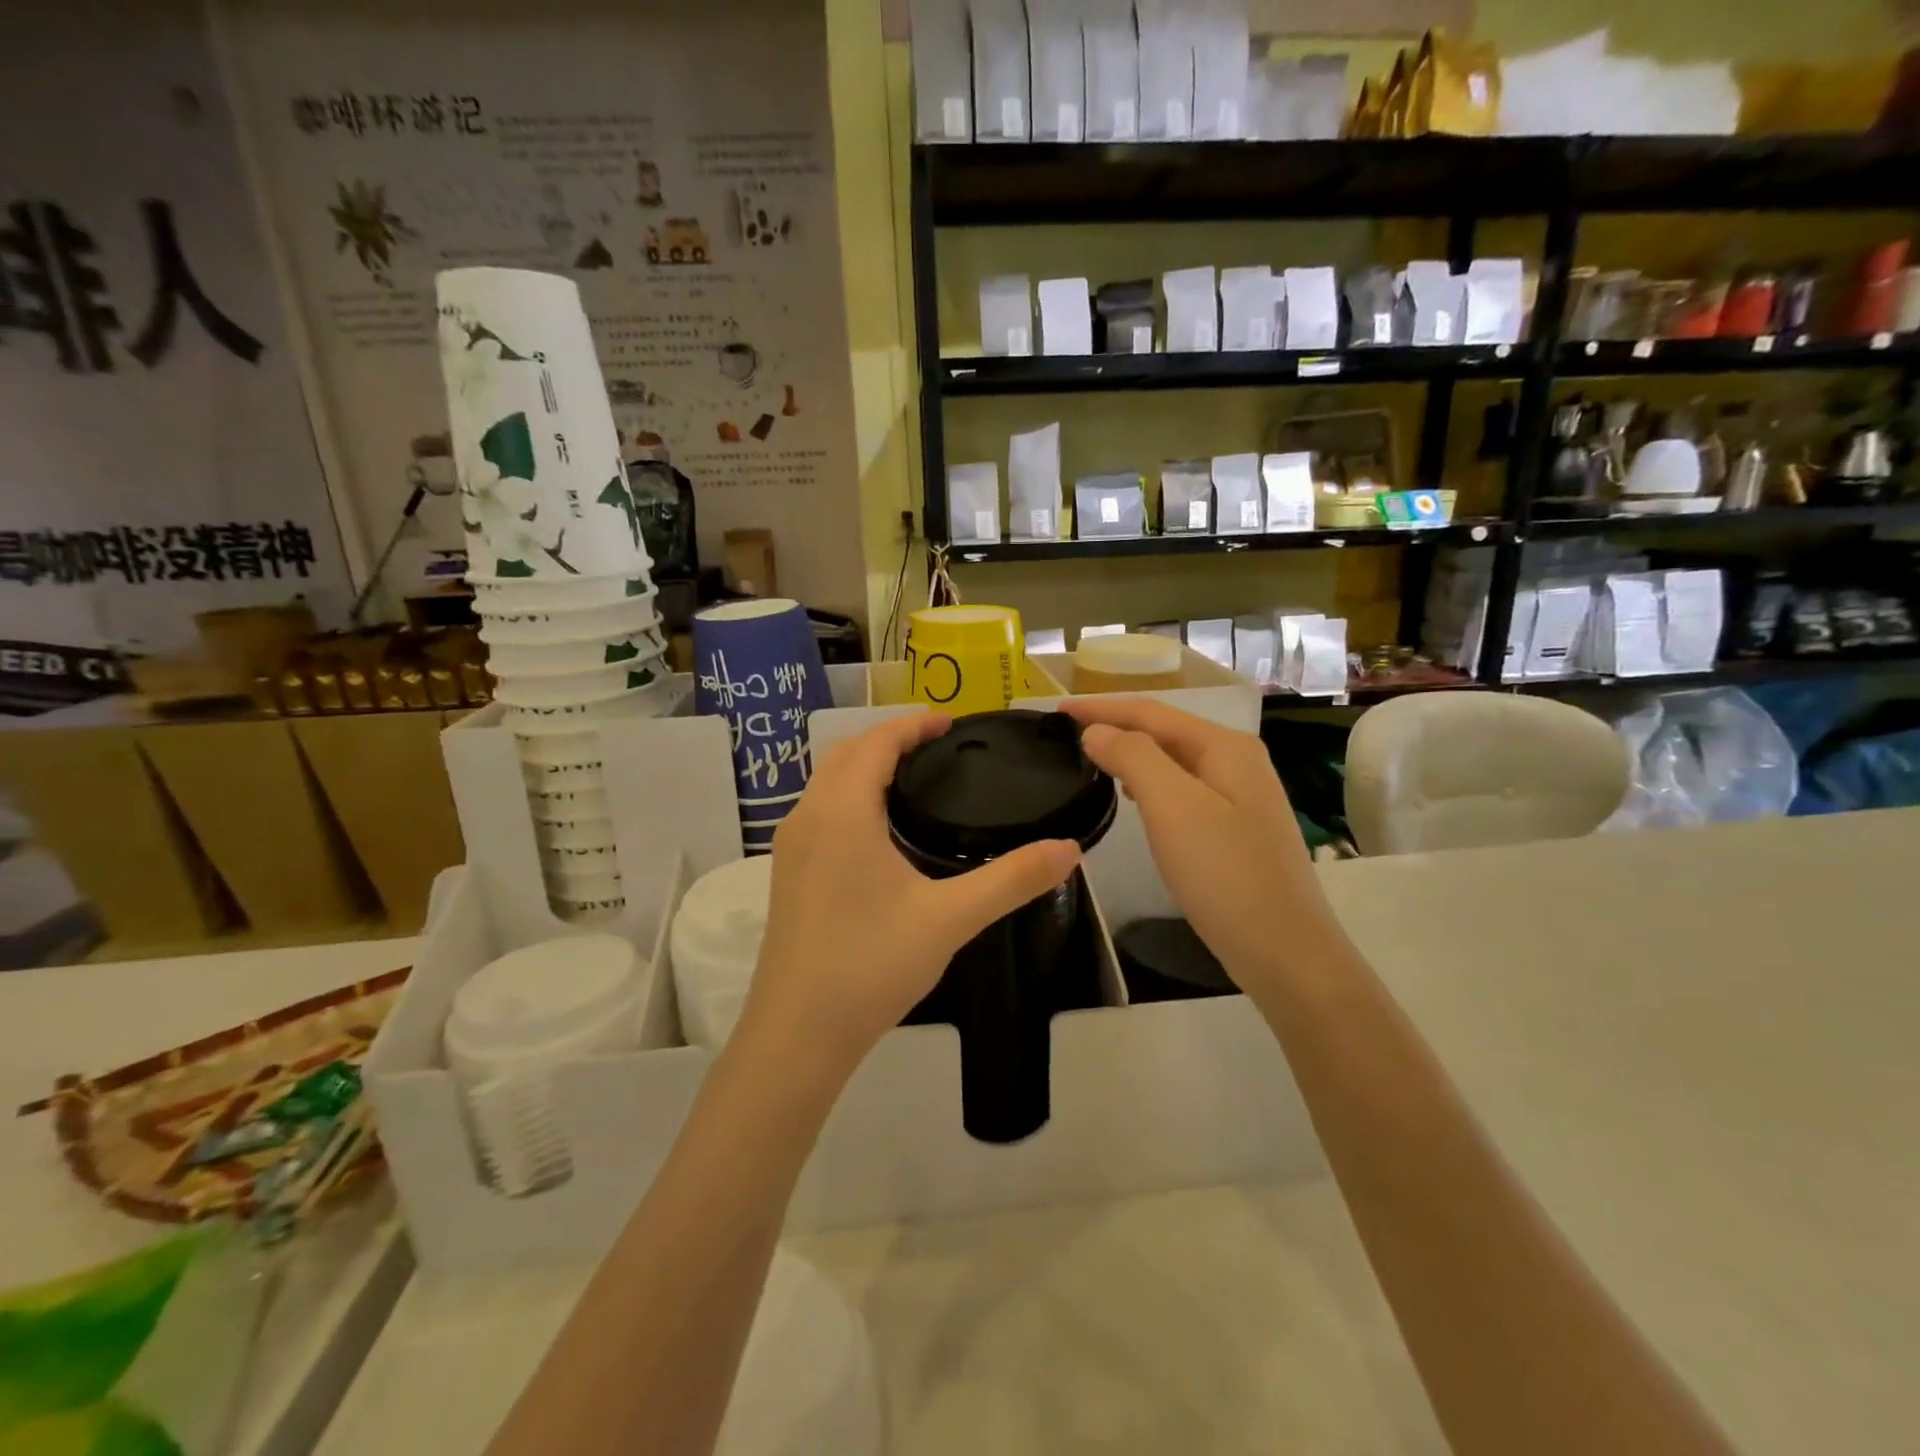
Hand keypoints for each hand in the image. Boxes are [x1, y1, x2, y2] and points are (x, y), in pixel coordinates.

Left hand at [734, 712, 1081, 1079]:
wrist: (797, 1034)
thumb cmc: (871, 965)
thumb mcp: (950, 918)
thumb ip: (1012, 880)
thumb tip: (1070, 848)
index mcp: (842, 812)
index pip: (876, 742)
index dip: (913, 725)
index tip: (952, 723)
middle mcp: (808, 816)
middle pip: (846, 753)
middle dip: (890, 739)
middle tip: (939, 747)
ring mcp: (791, 846)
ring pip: (827, 781)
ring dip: (866, 765)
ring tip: (915, 779)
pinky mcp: (788, 873)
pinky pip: (820, 809)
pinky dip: (850, 794)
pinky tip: (880, 829)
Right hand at [1058, 698, 1332, 995]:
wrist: (1284, 951)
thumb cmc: (1225, 874)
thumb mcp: (1172, 807)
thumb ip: (1133, 757)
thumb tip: (1096, 731)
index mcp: (1225, 746)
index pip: (1151, 712)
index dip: (1101, 707)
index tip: (1056, 710)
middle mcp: (1237, 761)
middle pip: (1165, 731)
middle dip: (1116, 726)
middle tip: (1067, 733)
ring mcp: (1241, 795)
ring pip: (1173, 761)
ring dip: (1131, 754)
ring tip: (1091, 759)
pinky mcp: (1236, 828)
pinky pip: (1182, 789)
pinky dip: (1150, 784)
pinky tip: (1134, 798)